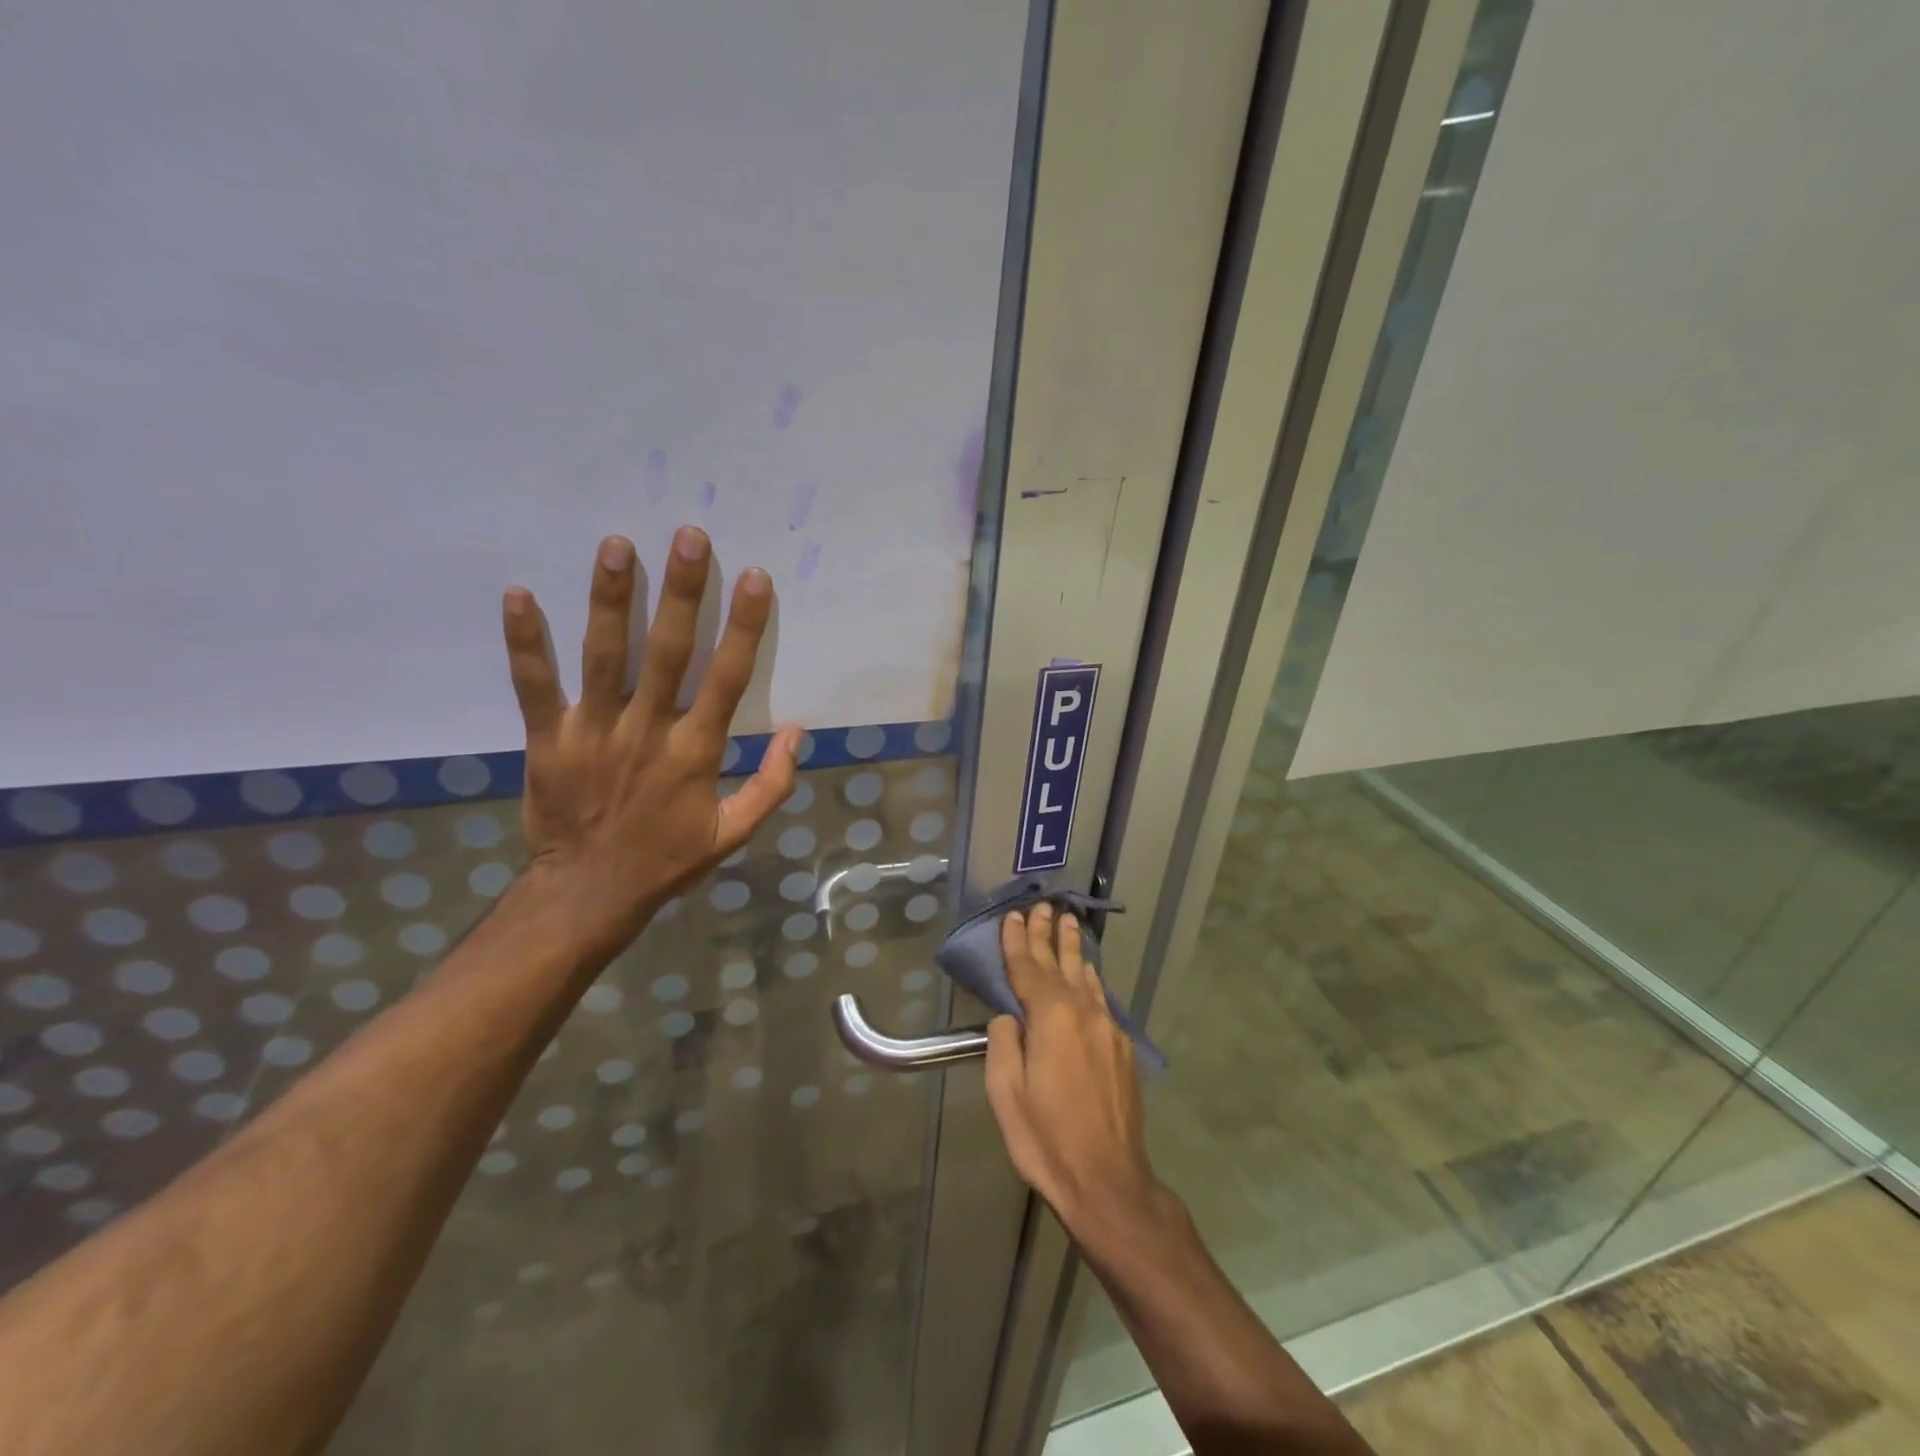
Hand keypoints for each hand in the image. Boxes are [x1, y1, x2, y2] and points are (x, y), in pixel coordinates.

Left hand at [500, 527, 800, 950]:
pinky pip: (534, 686)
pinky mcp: (548, 740)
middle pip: (669, 652)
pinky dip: (525, 643)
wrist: (589, 894)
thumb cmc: (668, 860)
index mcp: (696, 752)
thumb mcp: (734, 833)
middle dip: (683, 592)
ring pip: (604, 657)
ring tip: (616, 545)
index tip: (753, 578)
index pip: (727, 678)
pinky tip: (519, 594)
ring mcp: (593, 733)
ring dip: (611, 600)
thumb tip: (796, 731)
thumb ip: (772, 784)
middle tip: (689, 536)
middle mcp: (647, 732)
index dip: (743, 626)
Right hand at [985, 905, 1162, 1246]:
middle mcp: (1084, 1012)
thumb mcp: (1006, 1092)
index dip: (1017, 941)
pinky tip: (1087, 974)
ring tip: (1068, 923)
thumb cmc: (1047, 1138)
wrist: (1109, 1182)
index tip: (1013, 915)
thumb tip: (1010, 1016)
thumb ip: (1004, 1042)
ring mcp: (1108, 1029)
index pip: (1029, 968)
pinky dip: (1088, 978)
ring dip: (1073, 948)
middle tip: (1044, 905)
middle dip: (1049, 933)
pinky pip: (1101, 999)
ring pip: (1086, 976)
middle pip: (1062, 963)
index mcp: (1052, 1018)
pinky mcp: (1122, 1049)